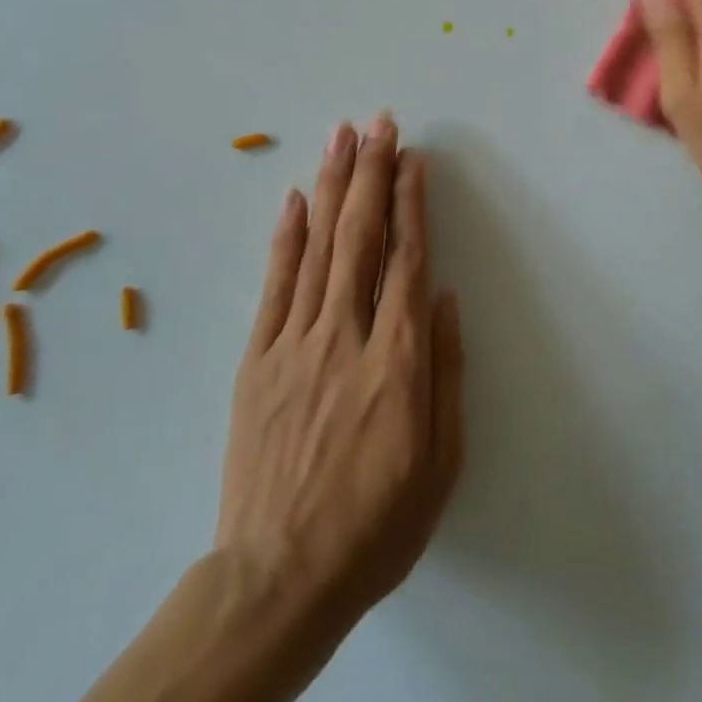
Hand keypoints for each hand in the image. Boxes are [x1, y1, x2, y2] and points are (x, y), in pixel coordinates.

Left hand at [215, 114, 464, 640]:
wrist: (277, 579)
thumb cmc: (374, 526)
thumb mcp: (439, 463)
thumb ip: (445, 371)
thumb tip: (444, 296)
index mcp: (396, 362)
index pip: (406, 260)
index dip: (411, 203)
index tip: (412, 159)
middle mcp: (345, 336)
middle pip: (361, 237)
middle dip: (372, 172)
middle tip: (379, 122)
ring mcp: (294, 344)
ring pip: (318, 247)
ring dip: (333, 186)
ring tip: (341, 137)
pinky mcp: (256, 360)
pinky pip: (274, 285)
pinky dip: (286, 236)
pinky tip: (296, 197)